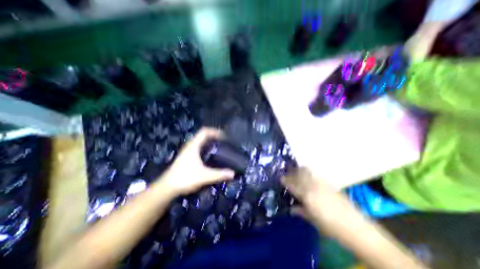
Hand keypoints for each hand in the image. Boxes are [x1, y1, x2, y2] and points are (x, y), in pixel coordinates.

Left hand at [161, 127, 235, 194]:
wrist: (167, 188)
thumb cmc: (185, 178)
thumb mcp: (205, 176)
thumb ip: (219, 174)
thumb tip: (233, 173)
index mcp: (194, 146)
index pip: (205, 131)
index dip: (215, 131)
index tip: (224, 136)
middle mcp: (190, 145)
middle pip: (203, 135)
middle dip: (214, 136)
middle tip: (224, 141)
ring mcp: (187, 150)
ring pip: (200, 141)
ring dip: (210, 141)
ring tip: (219, 146)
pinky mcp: (186, 156)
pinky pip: (198, 146)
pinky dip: (206, 146)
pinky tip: (210, 154)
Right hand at [280, 167, 342, 222]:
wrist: (356, 227)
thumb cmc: (331, 227)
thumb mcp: (313, 220)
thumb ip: (300, 211)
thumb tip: (291, 209)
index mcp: (307, 195)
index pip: (292, 184)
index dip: (285, 180)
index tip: (280, 177)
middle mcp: (313, 186)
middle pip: (299, 174)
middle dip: (292, 172)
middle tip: (287, 173)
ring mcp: (322, 183)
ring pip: (307, 172)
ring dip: (300, 171)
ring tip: (296, 172)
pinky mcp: (329, 184)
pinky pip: (315, 175)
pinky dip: (309, 174)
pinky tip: (309, 178)